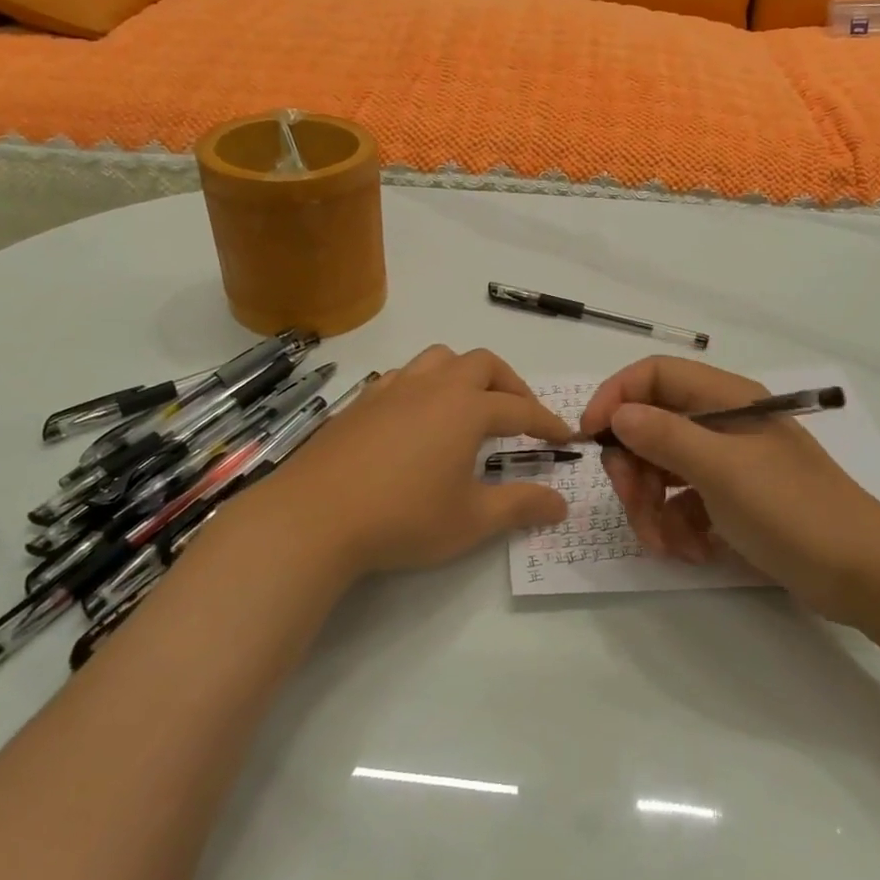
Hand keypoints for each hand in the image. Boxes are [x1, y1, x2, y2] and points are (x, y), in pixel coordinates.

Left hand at [242, 345, 572, 581]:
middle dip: (510, 384)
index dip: (546, 422)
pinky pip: (405, 375)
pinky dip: (426, 384)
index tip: (565, 437)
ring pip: (440, 359)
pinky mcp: (363, 401)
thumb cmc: (403, 518)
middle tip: (520, 415)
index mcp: (466, 409)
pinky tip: (418, 415)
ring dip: (465, 373)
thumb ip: (520, 507)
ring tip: (470, 405)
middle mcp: (434, 386)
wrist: (314, 516)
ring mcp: (394, 389)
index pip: (520, 408)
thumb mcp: (471, 521)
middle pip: (484, 364)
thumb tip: (561, 504)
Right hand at [579, 357, 879, 622]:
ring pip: (662, 469)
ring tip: (665, 544)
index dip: (616, 398)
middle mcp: (721, 423)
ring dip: (651, 507)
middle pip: (650, 426)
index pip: (654, 375)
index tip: (592, 439)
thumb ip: (664, 436)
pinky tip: (694, 552)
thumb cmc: (792, 510)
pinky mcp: (731, 500)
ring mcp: (727, 463)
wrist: (863, 574)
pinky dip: (677, 526)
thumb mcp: (721, 470)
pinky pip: (683, 502)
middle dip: (633, 469)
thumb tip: (618, 415)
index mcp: (723, 399)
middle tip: (633, 505)